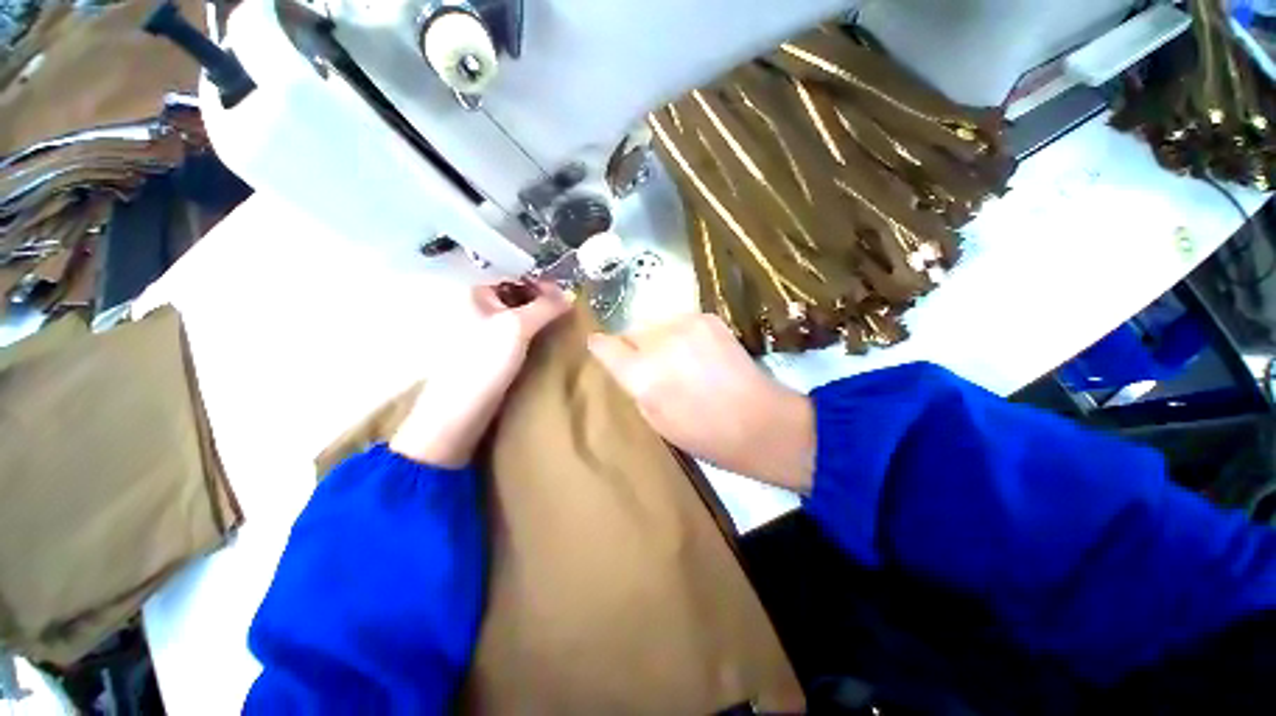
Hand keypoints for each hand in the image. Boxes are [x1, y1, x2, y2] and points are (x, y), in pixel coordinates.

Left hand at [390, 282, 570, 467]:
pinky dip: (534, 337)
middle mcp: (478, 309)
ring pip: (520, 319)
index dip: (542, 284)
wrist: (461, 410)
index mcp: (476, 294)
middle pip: (519, 298)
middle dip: (545, 303)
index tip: (567, 297)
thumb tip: (570, 294)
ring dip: (541, 322)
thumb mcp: (518, 327)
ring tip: (563, 328)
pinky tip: (549, 343)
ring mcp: (484, 333)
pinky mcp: (491, 354)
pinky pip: (518, 338)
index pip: (516, 278)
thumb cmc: (484, 360)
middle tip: (568, 313)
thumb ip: (546, 307)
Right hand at [588, 314, 815, 492]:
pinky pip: (680, 321)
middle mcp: (660, 342)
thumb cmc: (703, 433)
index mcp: (643, 375)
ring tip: (677, 358)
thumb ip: (635, 386)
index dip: (601, 347)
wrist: (759, 420)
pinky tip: (697, 352)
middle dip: (635, 346)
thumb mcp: (655, 420)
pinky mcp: (708, 318)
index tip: (600, 347)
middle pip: (631, 331)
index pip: (606, 347)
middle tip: (651, 364)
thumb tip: (628, 365)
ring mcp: (686, 325)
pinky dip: (681, 334)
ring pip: (656, 323)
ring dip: (658, 338)